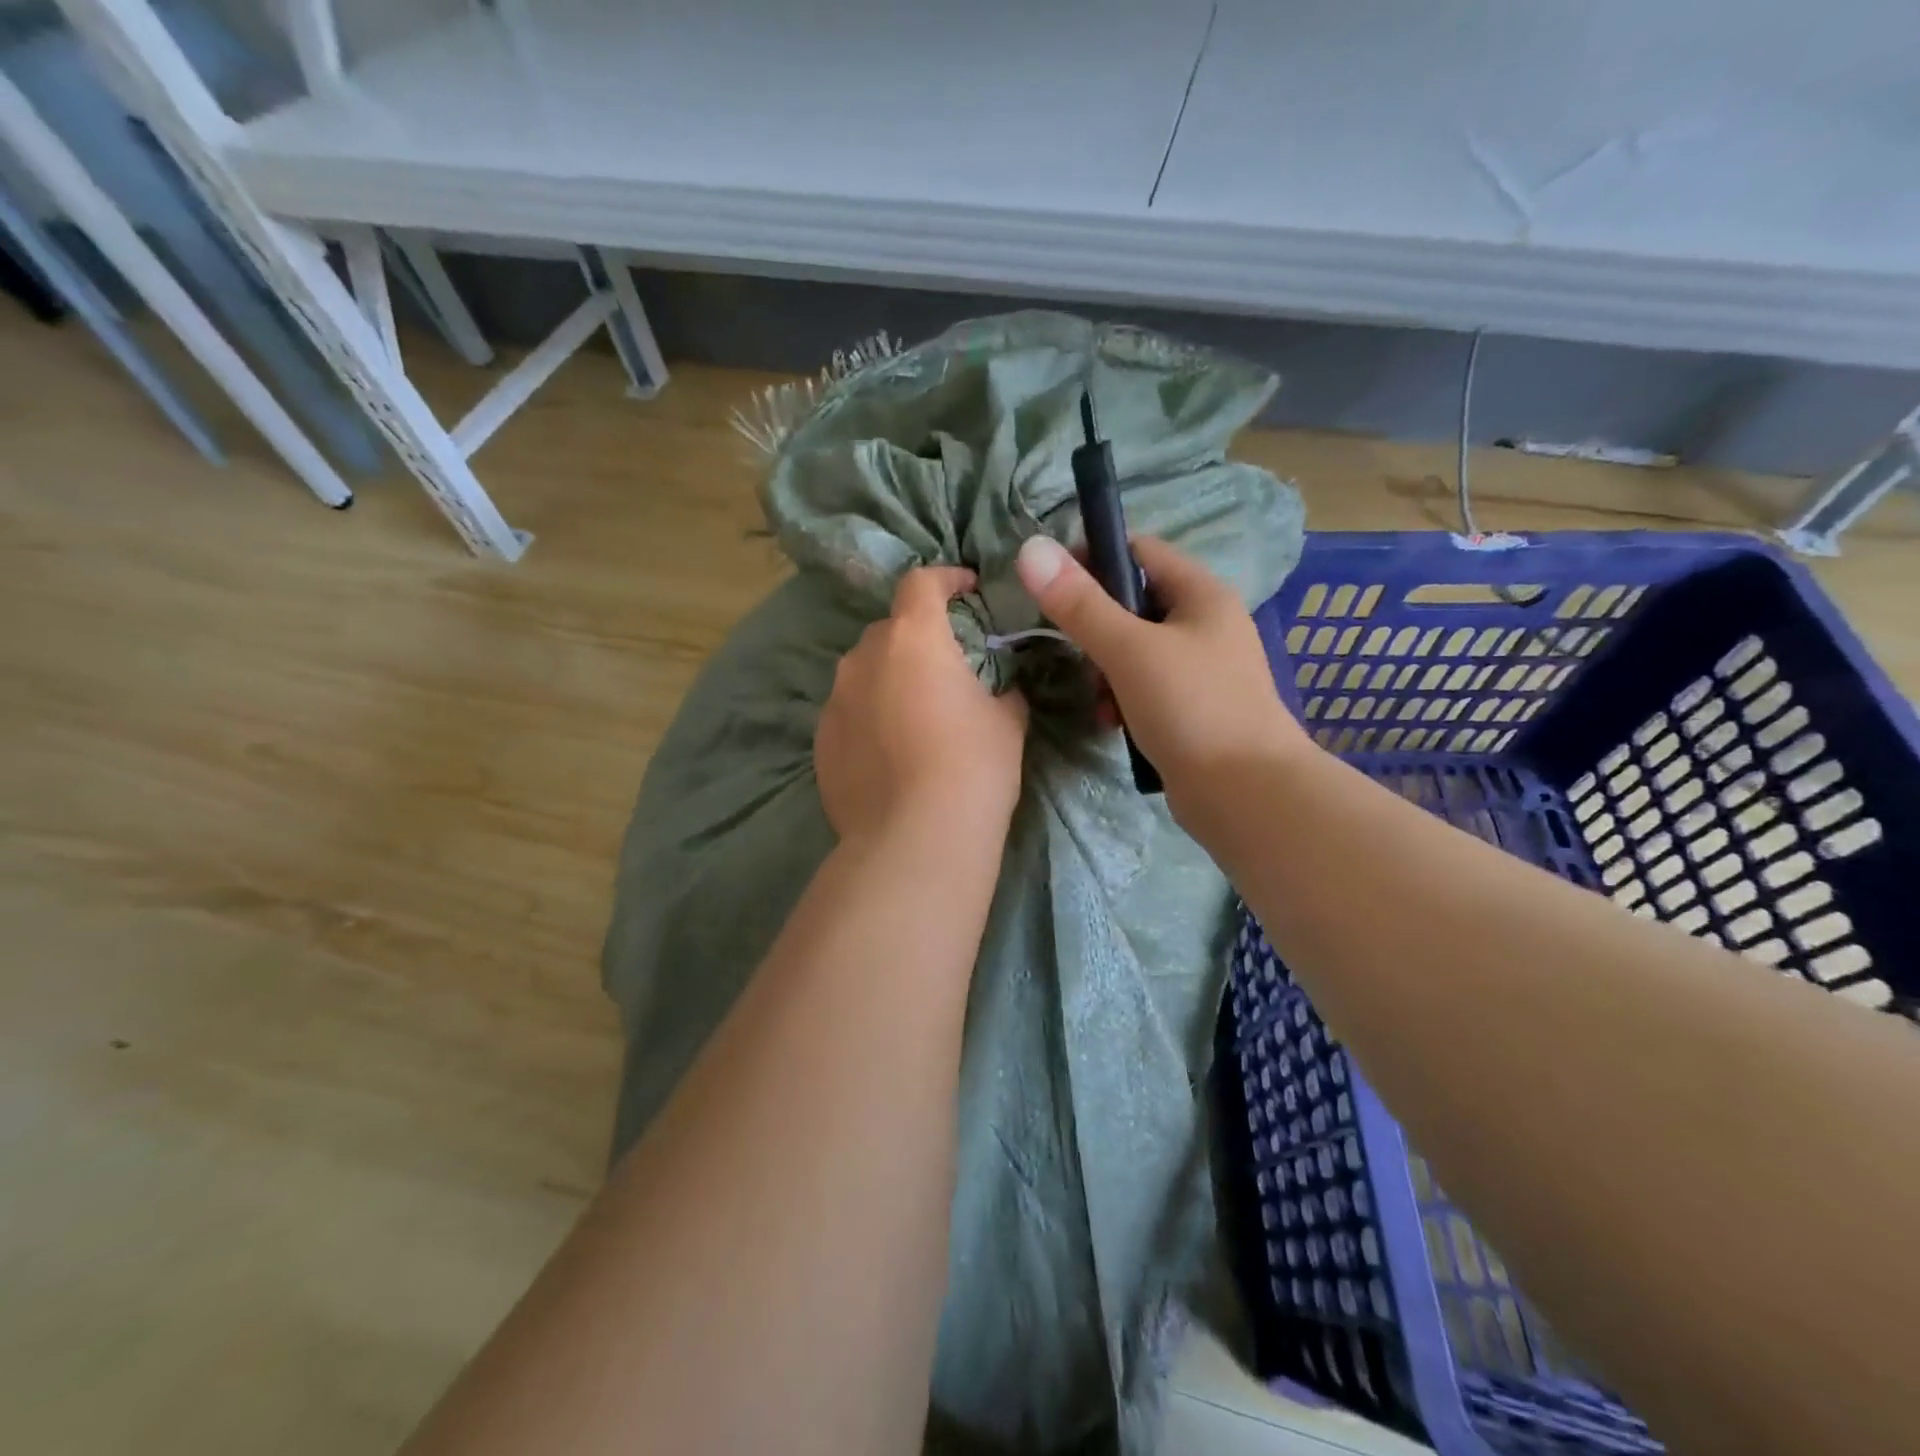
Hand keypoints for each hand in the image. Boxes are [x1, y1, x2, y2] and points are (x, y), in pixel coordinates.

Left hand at [815, 566, 1029, 847]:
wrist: (916, 838)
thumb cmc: (973, 767)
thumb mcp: (1007, 722)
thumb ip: (1002, 692)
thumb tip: (999, 692)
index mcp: (913, 639)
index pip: (921, 583)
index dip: (945, 579)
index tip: (965, 588)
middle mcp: (864, 659)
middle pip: (890, 630)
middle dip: (917, 638)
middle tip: (945, 667)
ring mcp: (835, 701)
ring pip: (863, 673)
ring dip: (888, 679)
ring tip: (914, 714)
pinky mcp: (821, 743)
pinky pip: (848, 714)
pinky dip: (868, 718)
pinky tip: (889, 752)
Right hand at [1014, 535, 1311, 810]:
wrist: (1246, 794)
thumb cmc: (1192, 708)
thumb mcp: (1129, 650)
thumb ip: (1080, 604)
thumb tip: (1031, 549)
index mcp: (1201, 594)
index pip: (1139, 550)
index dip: (1093, 558)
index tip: (1053, 587)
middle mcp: (1205, 624)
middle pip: (1133, 604)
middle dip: (1096, 628)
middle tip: (1075, 654)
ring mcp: (1201, 669)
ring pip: (1134, 650)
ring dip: (1105, 671)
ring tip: (1098, 700)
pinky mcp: (1192, 708)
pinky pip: (1145, 688)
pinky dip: (1122, 699)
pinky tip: (1112, 723)